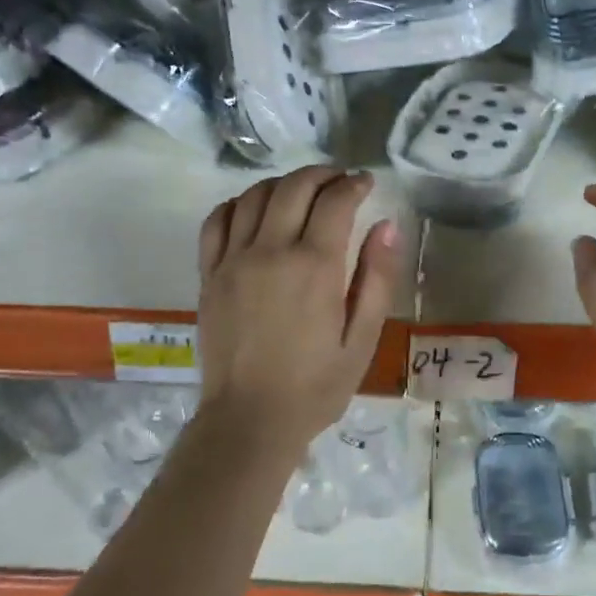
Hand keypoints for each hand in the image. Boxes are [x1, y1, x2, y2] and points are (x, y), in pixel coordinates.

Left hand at [197, 166, 400, 454]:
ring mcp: (233, 261)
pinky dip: (237, 204)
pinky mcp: (209, 275)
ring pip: (254, 196)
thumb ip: (377, 278)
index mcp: (314, 267)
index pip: (335, 201)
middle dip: (322, 175)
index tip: (366, 183)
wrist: (250, 420)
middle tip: (339, 181)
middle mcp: (270, 252)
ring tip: (302, 192)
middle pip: (294, 188)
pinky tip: (254, 210)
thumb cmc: (316, 385)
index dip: (354, 184)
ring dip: (283, 184)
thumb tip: (387, 226)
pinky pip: (217, 221)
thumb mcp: (363, 339)